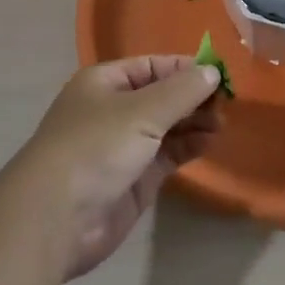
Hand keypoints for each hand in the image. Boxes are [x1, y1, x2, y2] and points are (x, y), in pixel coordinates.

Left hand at [7, 56, 222, 279]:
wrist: (57, 217)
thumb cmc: (96, 147)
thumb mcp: (141, 111)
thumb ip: (181, 91)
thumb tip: (212, 71)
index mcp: (104, 83)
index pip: (152, 66)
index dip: (185, 68)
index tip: (220, 75)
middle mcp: (113, 110)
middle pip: (161, 95)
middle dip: (193, 97)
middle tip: (227, 103)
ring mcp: (123, 146)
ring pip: (167, 126)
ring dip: (194, 122)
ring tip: (222, 123)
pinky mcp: (134, 179)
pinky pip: (167, 155)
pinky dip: (188, 146)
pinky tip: (210, 142)